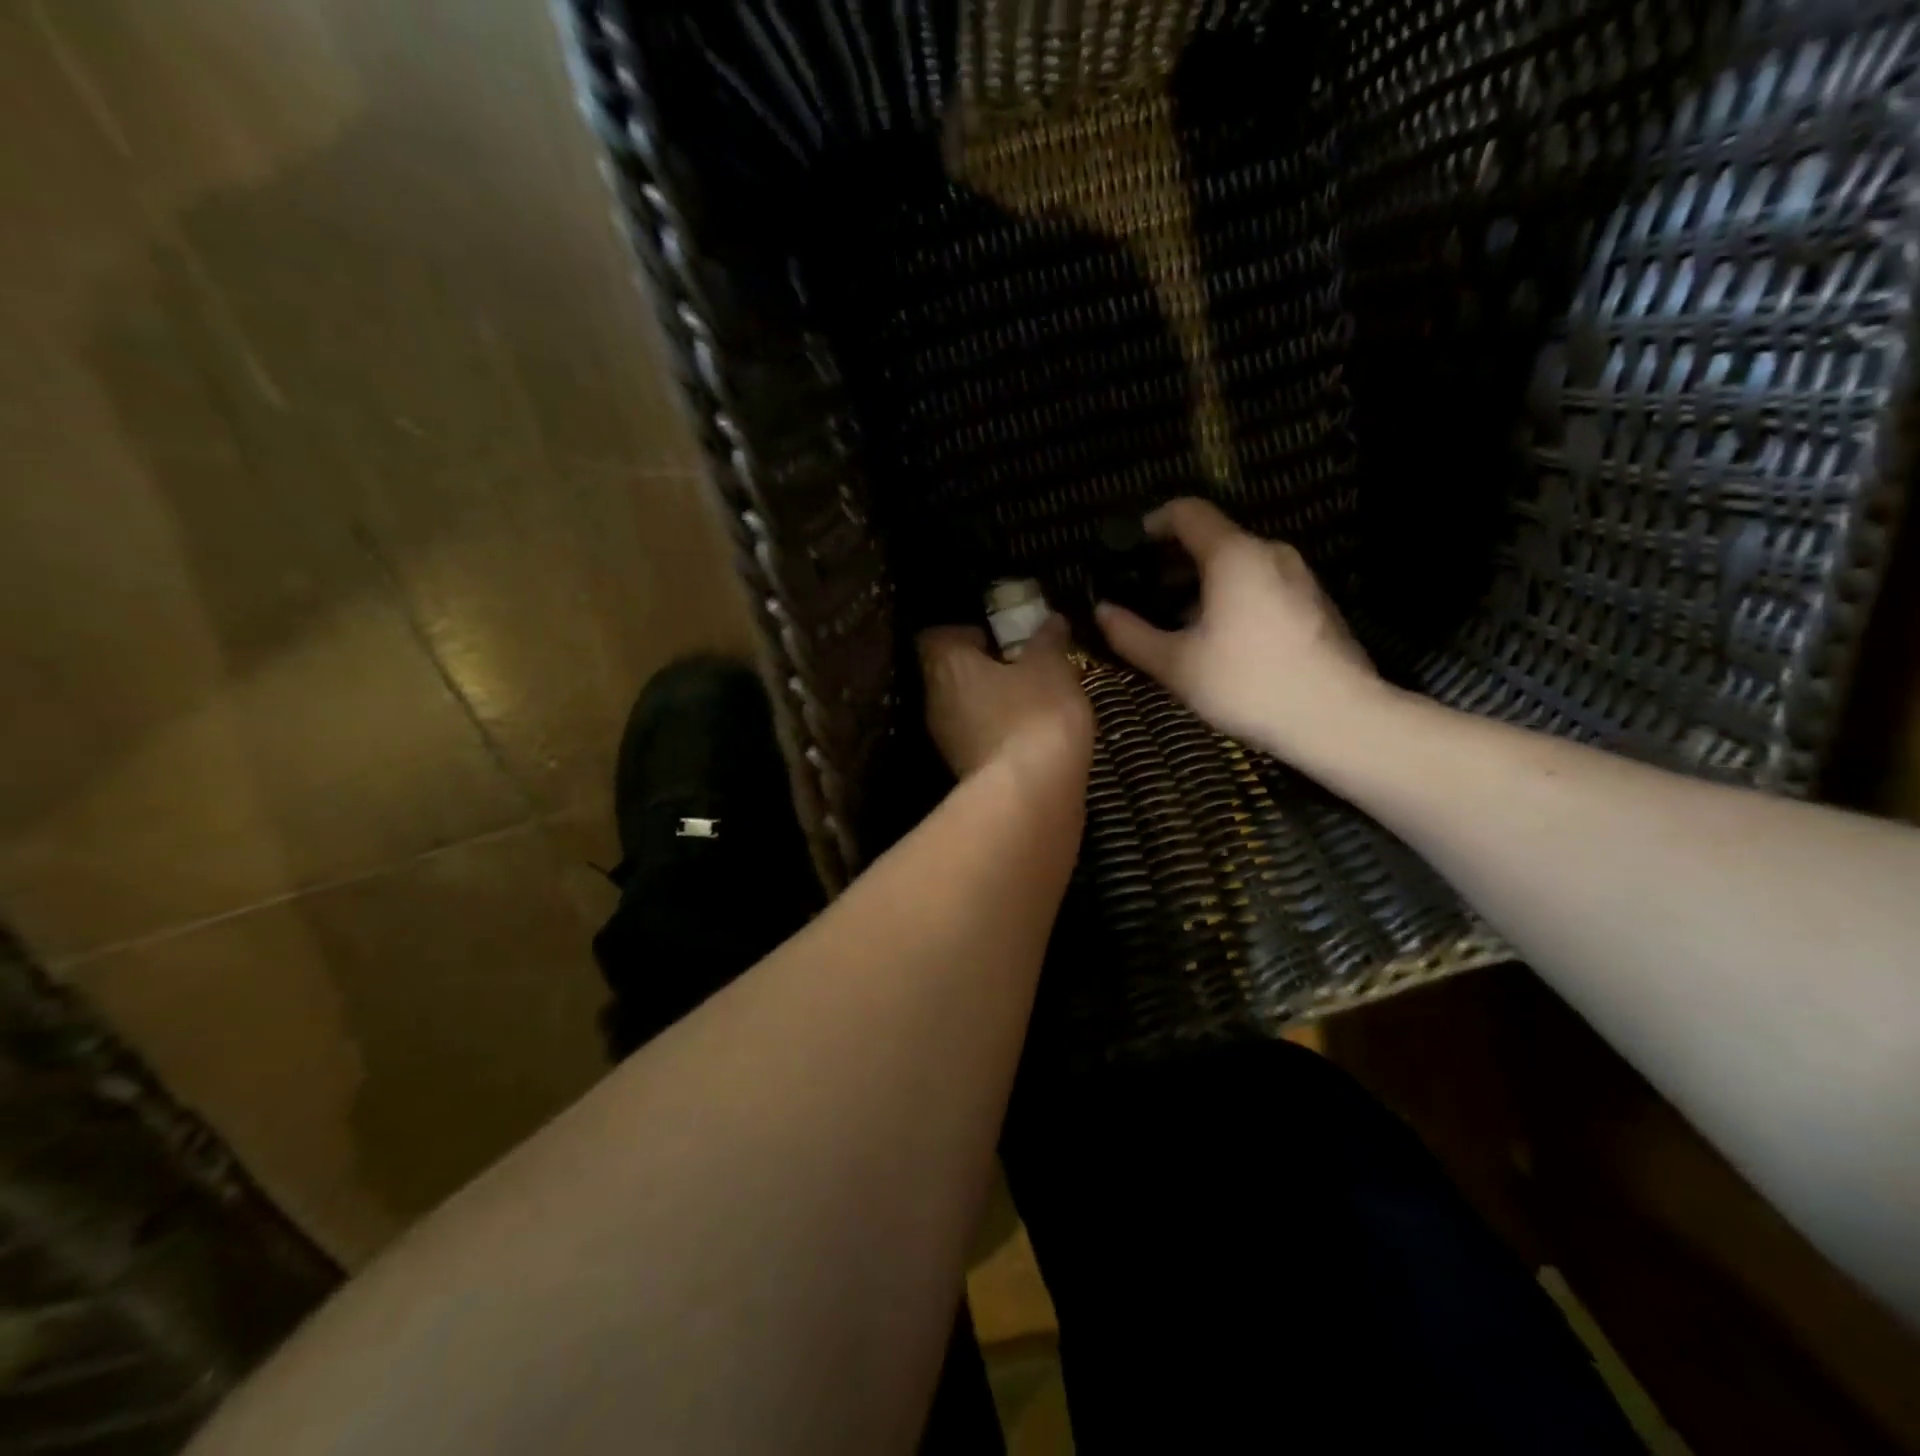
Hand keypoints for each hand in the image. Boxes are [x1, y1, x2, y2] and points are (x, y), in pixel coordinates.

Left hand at [918, 615, 1093, 789]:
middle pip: (949, 674)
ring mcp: (946, 741)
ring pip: (963, 710)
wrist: (1030, 795)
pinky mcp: (962, 772)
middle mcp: (935, 700)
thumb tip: (1051, 619)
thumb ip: (1048, 640)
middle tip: (1020, 668)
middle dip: (981, 670)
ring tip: (1031, 703)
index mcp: (947, 665)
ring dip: (990, 705)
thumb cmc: (1036, 714)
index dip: (964, 632)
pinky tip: (1029, 737)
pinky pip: (977, 740)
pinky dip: (997, 735)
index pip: (935, 636)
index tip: (997, 638)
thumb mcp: (1051, 667)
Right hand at [1094, 498, 1385, 761]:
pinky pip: (1261, 585)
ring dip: (1202, 584)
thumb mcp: (1176, 665)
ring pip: (1238, 565)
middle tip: (1143, 594)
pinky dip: (1231, 598)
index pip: (1187, 512)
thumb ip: (1131, 635)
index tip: (1128, 550)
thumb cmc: (1247, 684)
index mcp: (1233, 555)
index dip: (1152, 523)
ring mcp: (1298, 577)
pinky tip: (1219, 640)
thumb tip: (1101, 611)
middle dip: (1173, 562)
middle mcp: (1270, 553)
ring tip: (1177, 623)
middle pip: (1213, 539)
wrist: (1337, 718)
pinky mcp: (1314, 603)